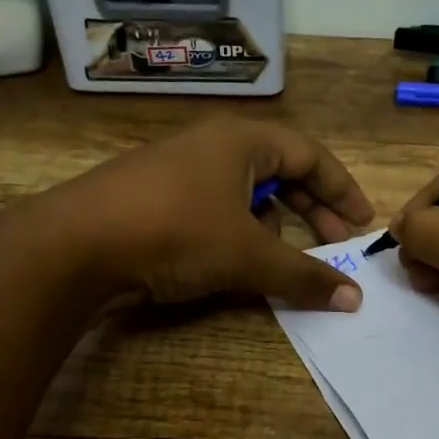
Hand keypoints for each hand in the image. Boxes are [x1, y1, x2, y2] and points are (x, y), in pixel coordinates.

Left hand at [22, 117, 374, 310]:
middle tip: (335, 244)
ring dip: (274, 224)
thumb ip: (304, 275)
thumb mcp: (248, 256)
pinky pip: (214, 209)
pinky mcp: (154, 199)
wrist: (75, 245)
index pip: (310, 155)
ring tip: (287, 257)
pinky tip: (235, 261)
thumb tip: (354, 298)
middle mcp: (211, 146)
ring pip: (244, 192)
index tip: (363, 223)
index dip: (342, 189)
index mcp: (241, 140)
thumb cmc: (175, 233)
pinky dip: (238, 232)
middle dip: (312, 209)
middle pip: (279, 171)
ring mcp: (178, 171)